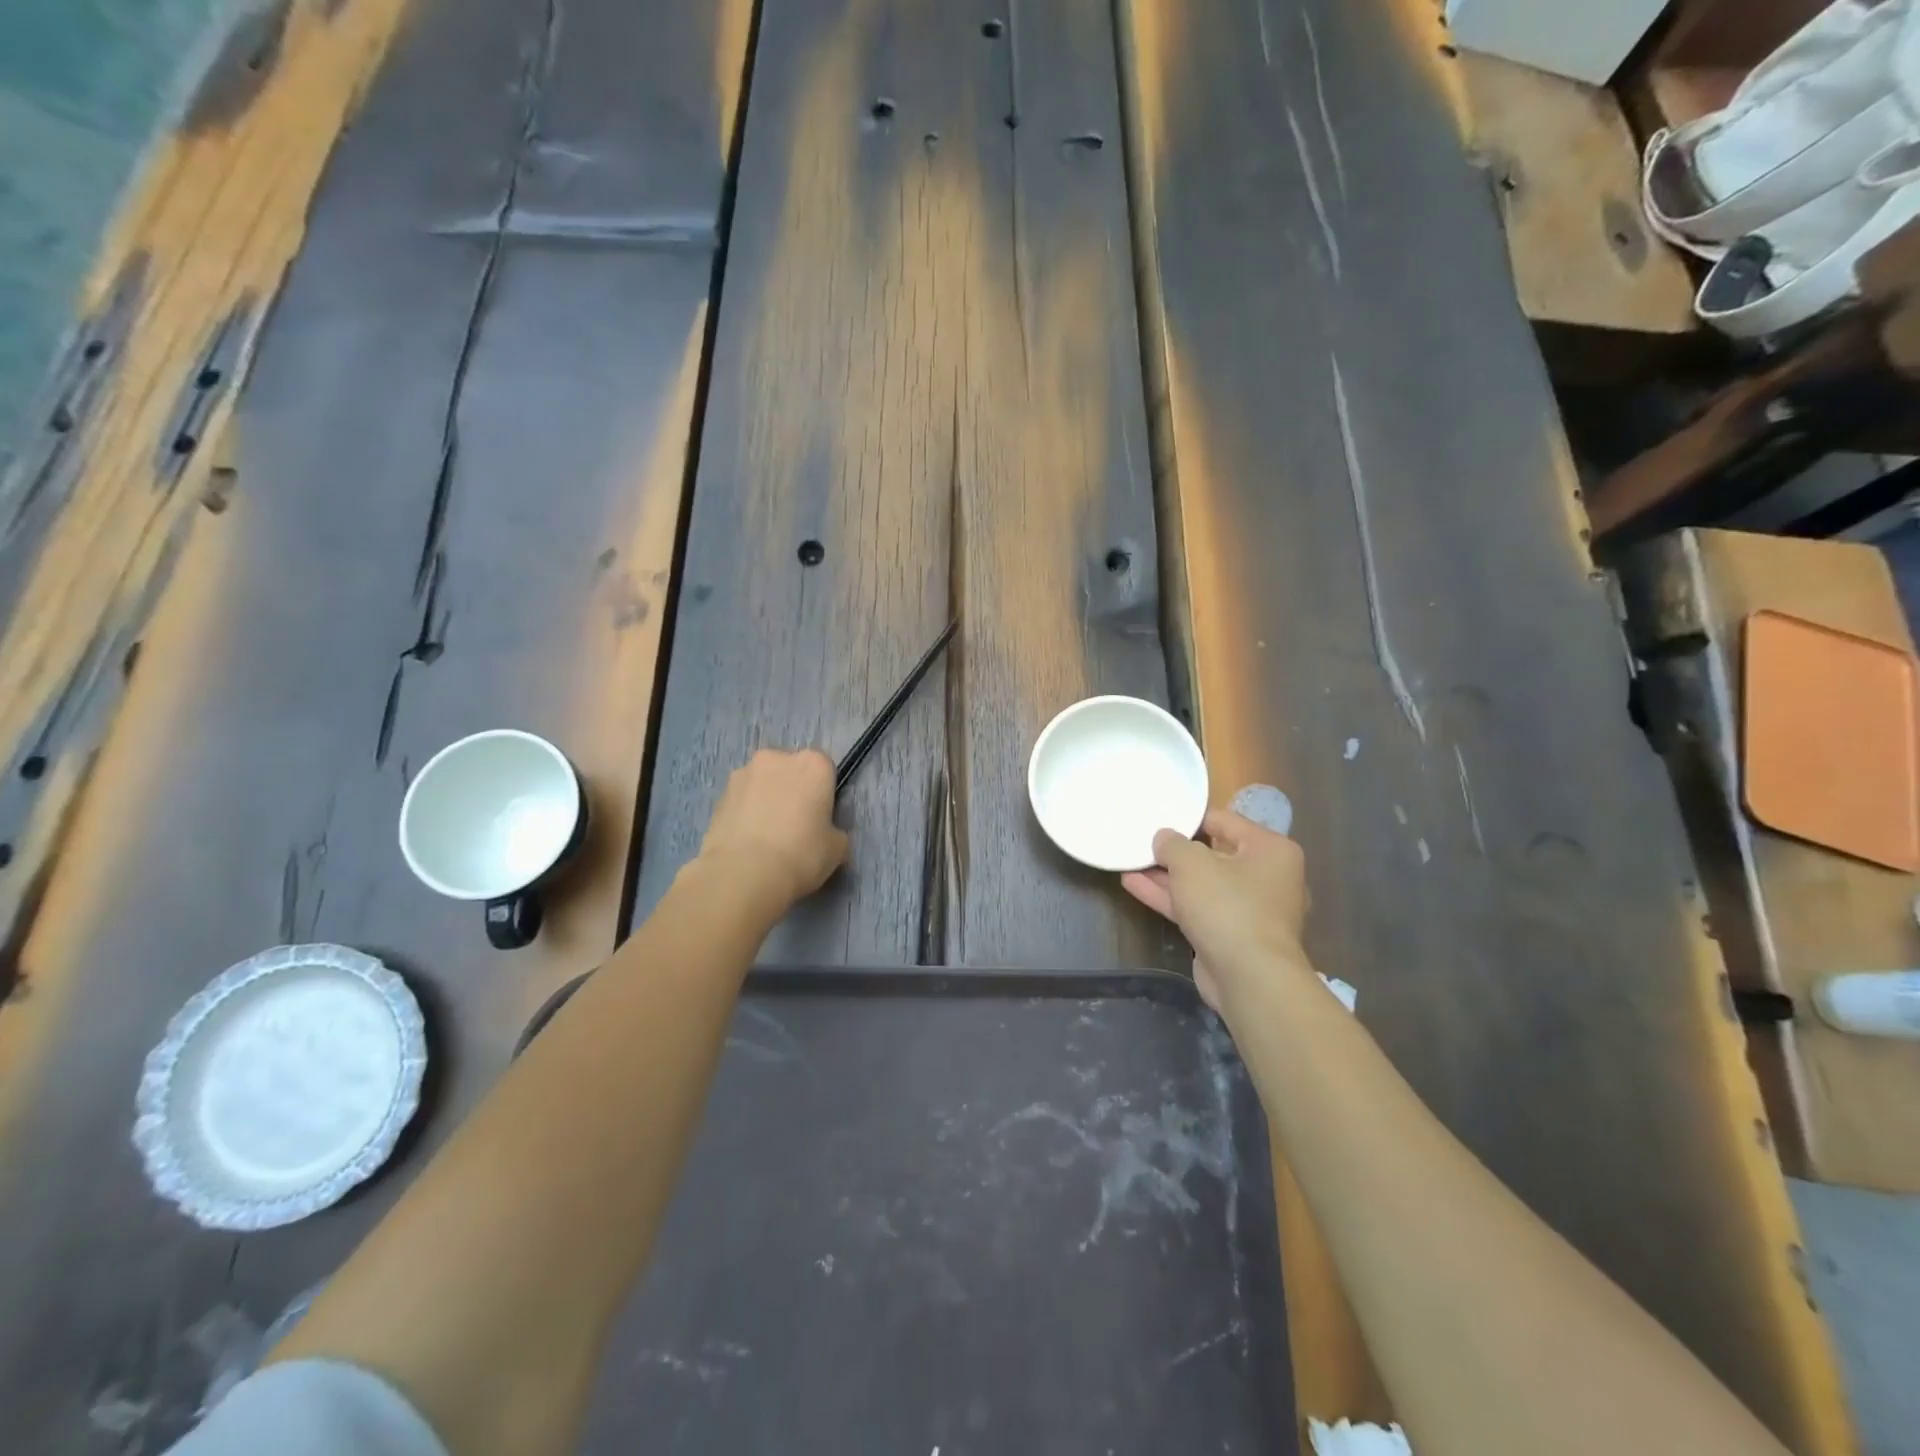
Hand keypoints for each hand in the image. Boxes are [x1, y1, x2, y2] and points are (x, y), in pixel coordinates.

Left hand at [697, 749, 848, 905]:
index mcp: (812, 764)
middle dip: (792, 790)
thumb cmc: (801, 854)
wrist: (743, 874)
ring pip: (762, 783)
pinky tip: (747, 843)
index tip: (821, 817)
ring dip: (766, 800)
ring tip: (766, 837)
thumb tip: (824, 832)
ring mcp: (742, 774)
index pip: (824, 769)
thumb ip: (834, 830)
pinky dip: (745, 814)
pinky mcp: (718, 795)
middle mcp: (776, 758)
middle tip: (794, 826)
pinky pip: (741, 801)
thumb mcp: (837, 848)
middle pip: (790, 770)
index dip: (823, 793)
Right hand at [1122, 808, 1309, 1012]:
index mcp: (1270, 849)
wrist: (1250, 978)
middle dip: (1176, 851)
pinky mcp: (1230, 935)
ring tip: (1130, 862)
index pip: (1225, 821)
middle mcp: (1266, 876)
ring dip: (1166, 876)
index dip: (1189, 819)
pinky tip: (1133, 886)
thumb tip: (1164, 838)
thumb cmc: (1227, 906)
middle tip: (1142, 841)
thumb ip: (1172, 844)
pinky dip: (1169, 898)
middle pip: (1213, 854)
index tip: (1158, 817)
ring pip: (1201, 884)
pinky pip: (1197, 908)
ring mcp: (1249, 909)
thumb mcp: (1191, 863)